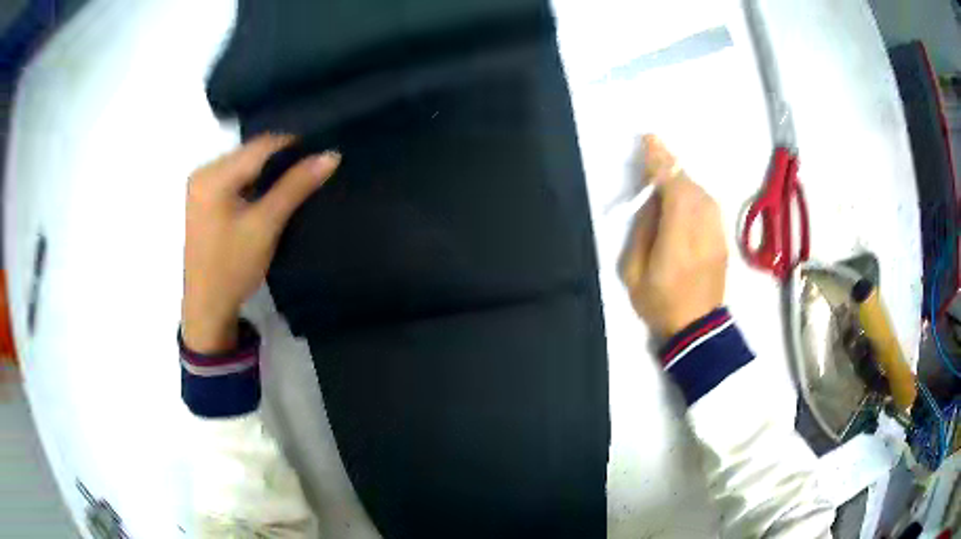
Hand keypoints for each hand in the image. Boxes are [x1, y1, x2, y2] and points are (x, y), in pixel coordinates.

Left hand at [182, 135, 340, 352]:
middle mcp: (203, 171)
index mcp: (213, 174)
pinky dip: (254, 182)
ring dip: (269, 172)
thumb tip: (330, 155)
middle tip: (310, 172)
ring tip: (294, 183)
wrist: (207, 308)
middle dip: (281, 160)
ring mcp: (201, 185)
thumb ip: (296, 186)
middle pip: (250, 152)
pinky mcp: (203, 199)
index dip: (293, 146)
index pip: (260, 145)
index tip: (320, 156)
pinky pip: (235, 178)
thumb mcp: (266, 225)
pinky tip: (269, 196)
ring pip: (244, 164)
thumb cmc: (233, 267)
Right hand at [620, 135, 726, 338]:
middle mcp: (702, 229)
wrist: (697, 328)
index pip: (672, 189)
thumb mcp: (634, 271)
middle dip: (670, 164)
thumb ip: (643, 230)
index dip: (660, 163)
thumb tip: (652, 201)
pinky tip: (684, 194)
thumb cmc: (659, 302)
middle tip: (653, 148)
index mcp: (677, 238)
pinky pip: (709, 204)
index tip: (649, 140)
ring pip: (701, 192)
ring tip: (667, 171)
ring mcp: (716, 233)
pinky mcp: (722, 238)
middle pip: (689, 185)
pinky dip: (695, 192)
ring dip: (683, 177)